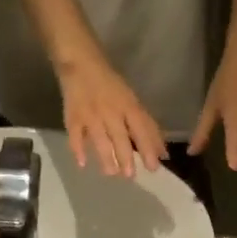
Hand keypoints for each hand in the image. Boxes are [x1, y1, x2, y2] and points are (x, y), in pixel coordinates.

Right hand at [58, 55, 166, 177]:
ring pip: (99, 137)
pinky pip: (75, 134)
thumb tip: (163, 154)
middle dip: (125, 156)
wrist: (80, 62)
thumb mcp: (133, 102)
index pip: (140, 128)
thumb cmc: (111, 86)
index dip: (147, 148)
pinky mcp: (73, 116)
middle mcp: (110, 110)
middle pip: (119, 135)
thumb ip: (148, 128)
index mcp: (127, 105)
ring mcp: (90, 114)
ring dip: (105, 156)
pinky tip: (82, 164)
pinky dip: (77, 148)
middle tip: (130, 176)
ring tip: (111, 173)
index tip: (153, 167)